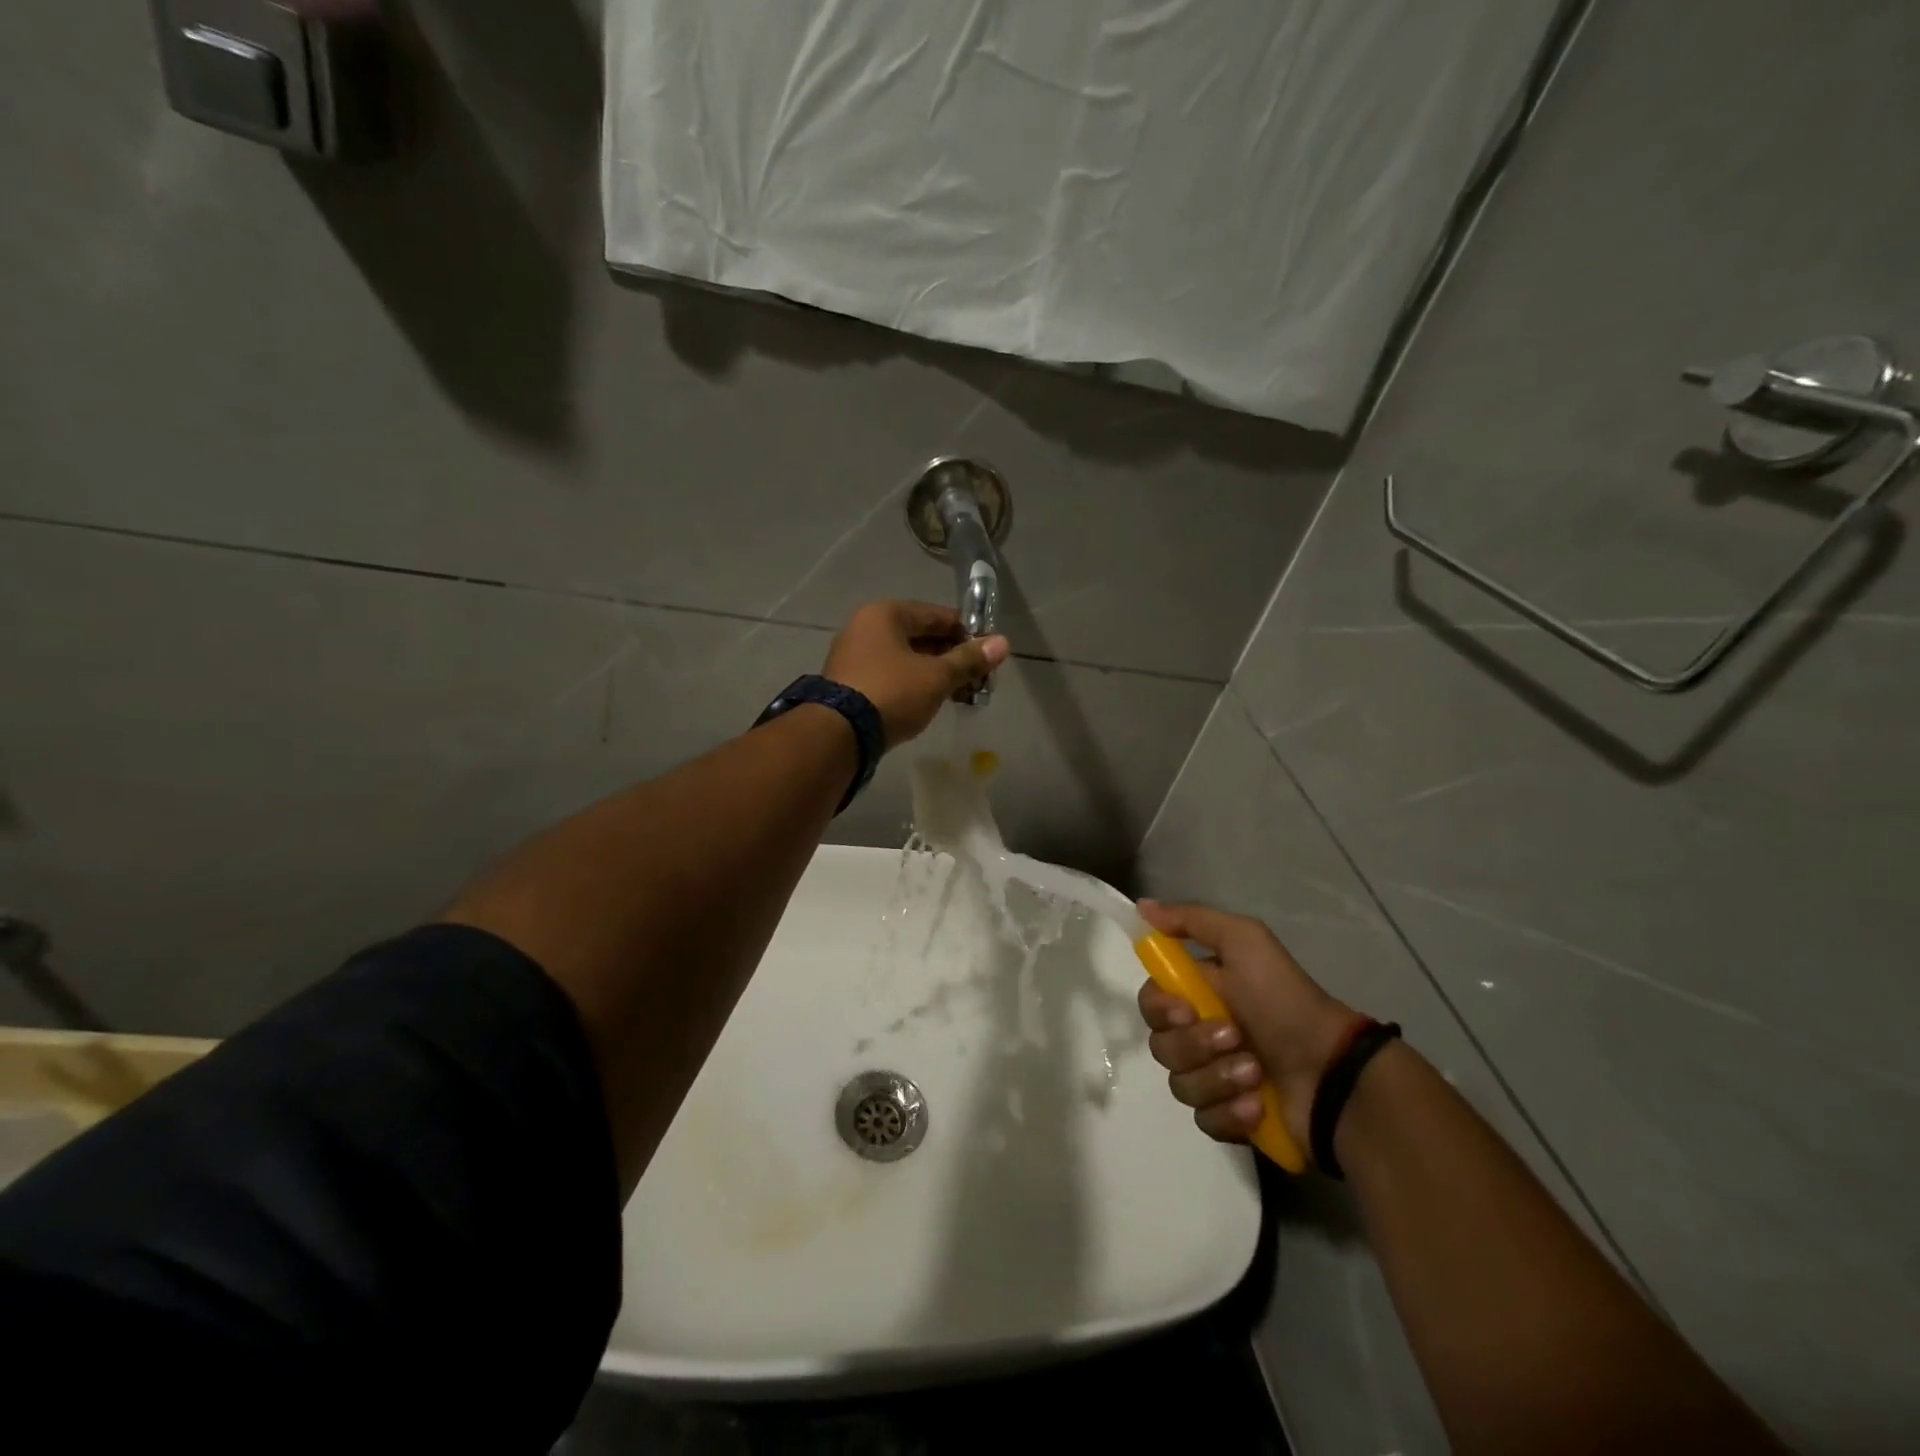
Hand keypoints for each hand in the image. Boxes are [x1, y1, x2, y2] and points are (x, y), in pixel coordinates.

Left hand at [823, 600, 1008, 746]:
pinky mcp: (850, 684)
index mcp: (885, 614)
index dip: (967, 632)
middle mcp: (865, 628)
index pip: (936, 615)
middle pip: (920, 637)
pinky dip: (914, 684)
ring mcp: (854, 656)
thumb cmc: (892, 692)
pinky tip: (933, 701)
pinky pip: (891, 676)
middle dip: (952, 657)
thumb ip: (969, 660)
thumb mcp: (937, 676)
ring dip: (935, 673)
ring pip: (906, 659)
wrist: (840, 733)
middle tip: (979, 678)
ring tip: (962, 694)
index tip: (989, 652)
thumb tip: (1003, 643)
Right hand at [1136, 900, 1357, 1160]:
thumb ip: (1191, 920)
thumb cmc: (1284, 1000)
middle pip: (1160, 1045)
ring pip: (1180, 1084)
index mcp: (1199, 993)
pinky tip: (1257, 1104)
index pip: (1151, 1001)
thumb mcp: (1244, 941)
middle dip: (1196, 1045)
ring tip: (1256, 1073)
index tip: (1186, 1010)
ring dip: (1218, 1077)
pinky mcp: (1229, 1118)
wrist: (1333, 1071)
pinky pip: (1204, 1120)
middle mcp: (1199, 1034)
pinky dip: (1229, 1112)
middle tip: (1235, 1038)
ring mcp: (1214, 1078)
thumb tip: (1142, 905)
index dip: (1160, 1008)